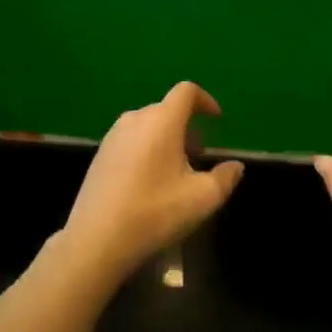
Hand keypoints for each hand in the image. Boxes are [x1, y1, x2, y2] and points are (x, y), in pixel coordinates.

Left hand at [64, 82, 244, 276]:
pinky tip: (149, 181)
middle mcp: (135, 119)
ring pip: (147, 125)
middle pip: (167, 109)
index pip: (186, 91)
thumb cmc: (155, 212)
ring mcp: (113, 136)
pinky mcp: (100, 155)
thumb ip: (225, 178)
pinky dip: (147, 148)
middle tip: (198, 154)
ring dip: (166, 138)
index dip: (205, 100)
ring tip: (175, 170)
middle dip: (187, 126)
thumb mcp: (202, 198)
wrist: (96, 240)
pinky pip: (131, 139)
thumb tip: (235, 166)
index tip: (216, 119)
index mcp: (162, 121)